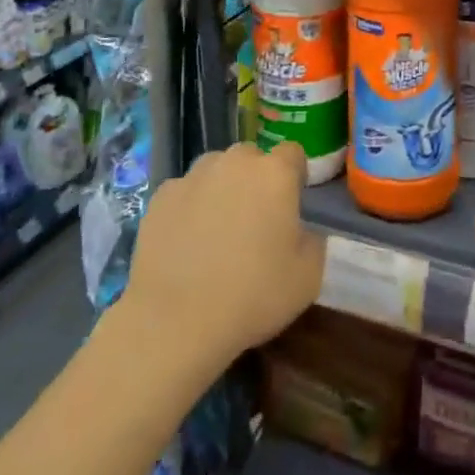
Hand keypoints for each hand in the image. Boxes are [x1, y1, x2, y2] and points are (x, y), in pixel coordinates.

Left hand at [124, 141, 324, 364]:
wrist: (175, 321)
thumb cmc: (252, 296)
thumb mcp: (309, 276)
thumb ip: (313, 239)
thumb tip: (300, 229)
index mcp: (274, 173)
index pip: (293, 153)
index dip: (296, 175)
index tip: (293, 204)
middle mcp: (234, 162)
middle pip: (252, 157)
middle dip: (257, 179)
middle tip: (256, 220)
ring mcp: (193, 176)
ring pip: (216, 169)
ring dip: (222, 187)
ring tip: (218, 229)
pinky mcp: (160, 196)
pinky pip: (185, 191)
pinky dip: (190, 206)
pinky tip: (186, 241)